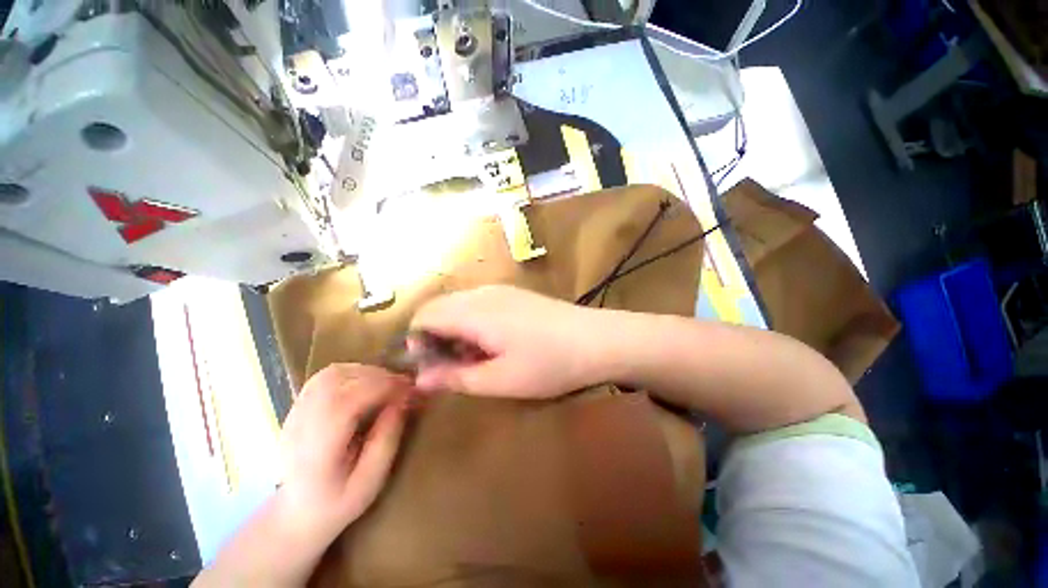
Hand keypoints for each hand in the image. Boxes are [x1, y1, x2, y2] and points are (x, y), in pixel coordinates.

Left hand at [276, 364, 410, 552]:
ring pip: (330, 374)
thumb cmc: (337, 503)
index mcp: (316, 451)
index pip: (345, 404)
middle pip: (337, 382)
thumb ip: (386, 440)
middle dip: (377, 377)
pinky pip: (324, 376)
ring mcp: (294, 413)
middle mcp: (300, 426)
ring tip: (387, 384)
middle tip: (403, 385)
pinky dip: (352, 372)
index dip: (381, 389)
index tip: (409, 389)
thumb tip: (403, 401)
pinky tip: (367, 384)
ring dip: (365, 371)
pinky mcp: (297, 407)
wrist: (296, 513)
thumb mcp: (370, 482)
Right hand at [408, 285, 603, 398]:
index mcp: (474, 312)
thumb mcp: (500, 380)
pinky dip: (473, 321)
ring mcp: (501, 290)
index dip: (417, 341)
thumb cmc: (548, 364)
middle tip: (452, 365)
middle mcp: (482, 293)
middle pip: (440, 306)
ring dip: (455, 328)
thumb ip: (456, 377)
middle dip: (435, 335)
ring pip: (460, 304)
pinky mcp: (516, 293)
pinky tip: (494, 342)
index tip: (431, 366)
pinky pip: (480, 303)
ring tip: (475, 357)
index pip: (424, 315)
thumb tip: (421, 379)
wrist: (597, 340)